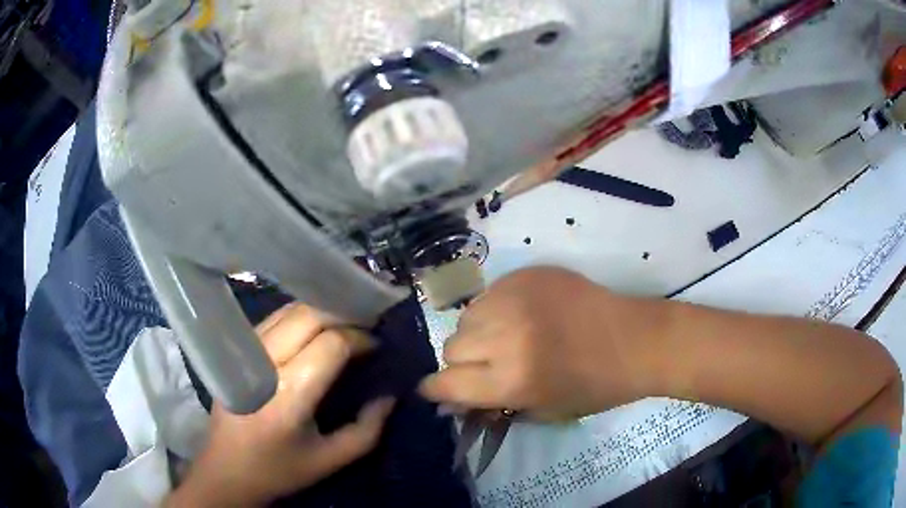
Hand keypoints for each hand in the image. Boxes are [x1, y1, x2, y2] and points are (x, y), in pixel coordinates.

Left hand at [167, 304, 394, 506]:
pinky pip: (274, 319)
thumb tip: (389, 392)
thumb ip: (369, 428)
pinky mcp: (237, 350)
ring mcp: (246, 352)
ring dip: (322, 313)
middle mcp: (265, 363)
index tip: (378, 347)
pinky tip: (314, 332)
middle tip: (366, 331)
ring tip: (344, 327)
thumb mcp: (332, 459)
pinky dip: (300, 318)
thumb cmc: (280, 470)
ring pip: (290, 310)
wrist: (226, 470)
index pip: (331, 343)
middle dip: (343, 316)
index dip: (360, 338)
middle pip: (309, 315)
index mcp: (289, 395)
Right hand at [419, 267, 667, 420]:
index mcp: (511, 379)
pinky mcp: (527, 274)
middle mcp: (506, 336)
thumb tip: (455, 399)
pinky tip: (522, 315)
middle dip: (463, 362)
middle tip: (488, 365)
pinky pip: (489, 294)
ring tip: (506, 337)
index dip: (438, 389)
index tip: (442, 389)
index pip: (445, 382)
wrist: (633, 341)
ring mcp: (516, 298)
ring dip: (478, 333)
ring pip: (467, 317)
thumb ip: (492, 404)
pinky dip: (496, 309)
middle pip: (451, 347)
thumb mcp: (541, 410)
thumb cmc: (593, 387)